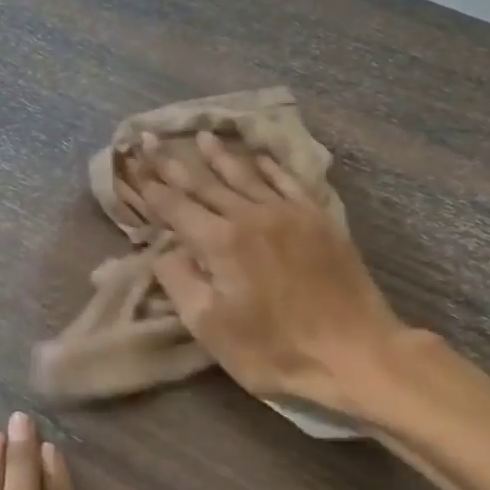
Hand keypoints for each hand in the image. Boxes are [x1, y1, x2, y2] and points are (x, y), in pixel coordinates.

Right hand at [132, 130, 406, 416]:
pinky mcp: (319, 219)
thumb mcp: (211, 328)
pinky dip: (270, 166)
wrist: (355, 352)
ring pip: (246, 176)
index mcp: (220, 242)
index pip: (176, 206)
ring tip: (202, 137)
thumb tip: (164, 251)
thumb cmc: (275, 350)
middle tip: (153, 139)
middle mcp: (252, 215)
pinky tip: (260, 157)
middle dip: (175, 164)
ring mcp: (289, 213)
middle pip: (206, 184)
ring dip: (220, 157)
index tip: (134, 165)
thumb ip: (180, 282)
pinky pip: (288, 181)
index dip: (152, 187)